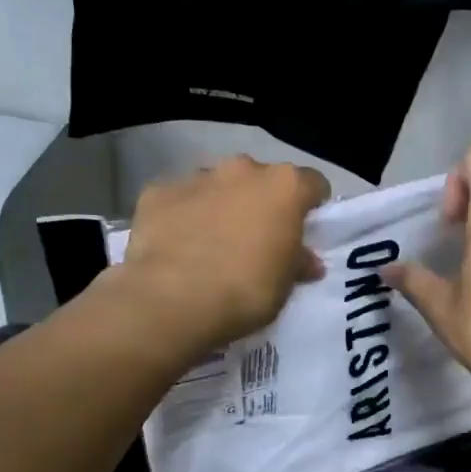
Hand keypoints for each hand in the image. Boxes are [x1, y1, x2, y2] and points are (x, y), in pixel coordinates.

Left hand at [113, 155, 330, 355]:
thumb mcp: (285, 285)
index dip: (311, 206)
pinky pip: (179, 200)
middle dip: (261, 203)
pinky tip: (177, 247)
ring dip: (221, 206)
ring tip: (212, 245)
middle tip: (256, 240)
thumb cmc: (246, 291)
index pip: (312, 184)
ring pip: (218, 186)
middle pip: (261, 180)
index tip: (304, 230)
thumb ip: (298, 263)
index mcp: (284, 187)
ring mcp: (197, 177)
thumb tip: (307, 261)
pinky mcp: (158, 192)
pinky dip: (182, 216)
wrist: (173, 301)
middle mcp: (242, 169)